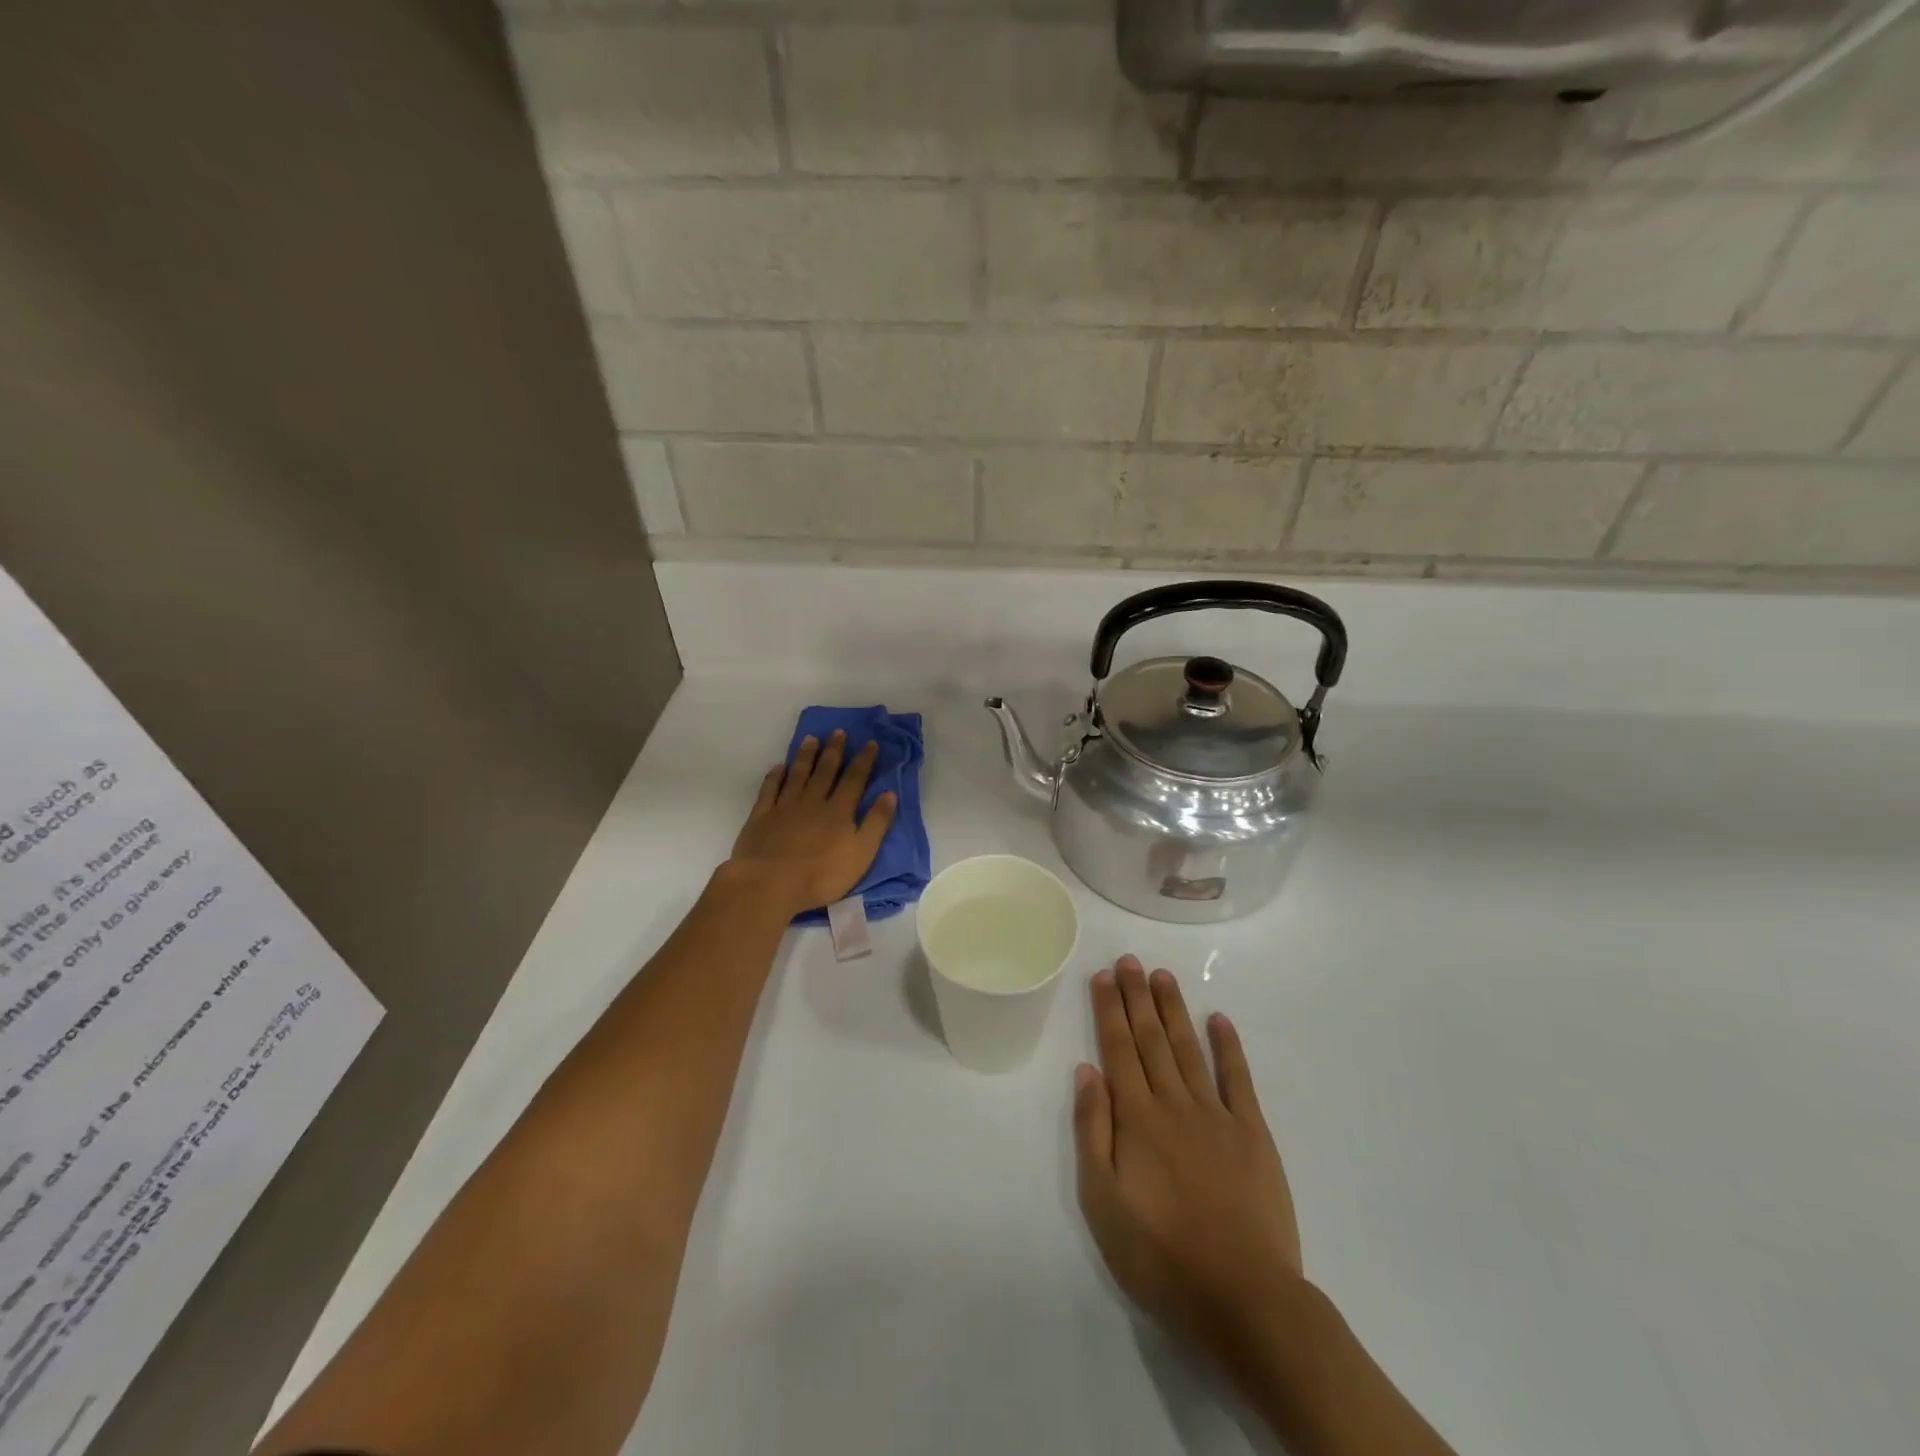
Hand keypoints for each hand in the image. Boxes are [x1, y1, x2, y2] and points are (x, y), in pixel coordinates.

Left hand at [725, 730, 897, 916]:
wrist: (770, 883)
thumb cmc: (821, 875)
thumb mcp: (861, 854)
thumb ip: (876, 823)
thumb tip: (890, 794)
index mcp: (839, 811)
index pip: (854, 780)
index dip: (863, 760)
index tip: (870, 743)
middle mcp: (813, 802)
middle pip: (825, 771)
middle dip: (834, 751)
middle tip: (838, 732)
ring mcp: (785, 807)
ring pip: (798, 775)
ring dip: (806, 756)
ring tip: (811, 739)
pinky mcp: (761, 816)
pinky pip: (769, 790)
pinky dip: (775, 776)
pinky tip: (779, 767)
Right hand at [1074, 956, 1306, 1365]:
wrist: (1243, 1297)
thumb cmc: (1161, 1256)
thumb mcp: (1103, 1203)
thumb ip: (1092, 1132)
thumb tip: (1086, 1072)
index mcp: (1136, 1119)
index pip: (1118, 1049)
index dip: (1109, 1010)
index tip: (1103, 975)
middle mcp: (1174, 1103)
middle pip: (1151, 1039)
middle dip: (1137, 997)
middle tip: (1130, 960)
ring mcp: (1217, 1115)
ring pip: (1189, 1049)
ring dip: (1174, 1010)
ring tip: (1163, 976)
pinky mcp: (1253, 1133)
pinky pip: (1238, 1079)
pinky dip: (1228, 1046)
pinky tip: (1219, 1019)